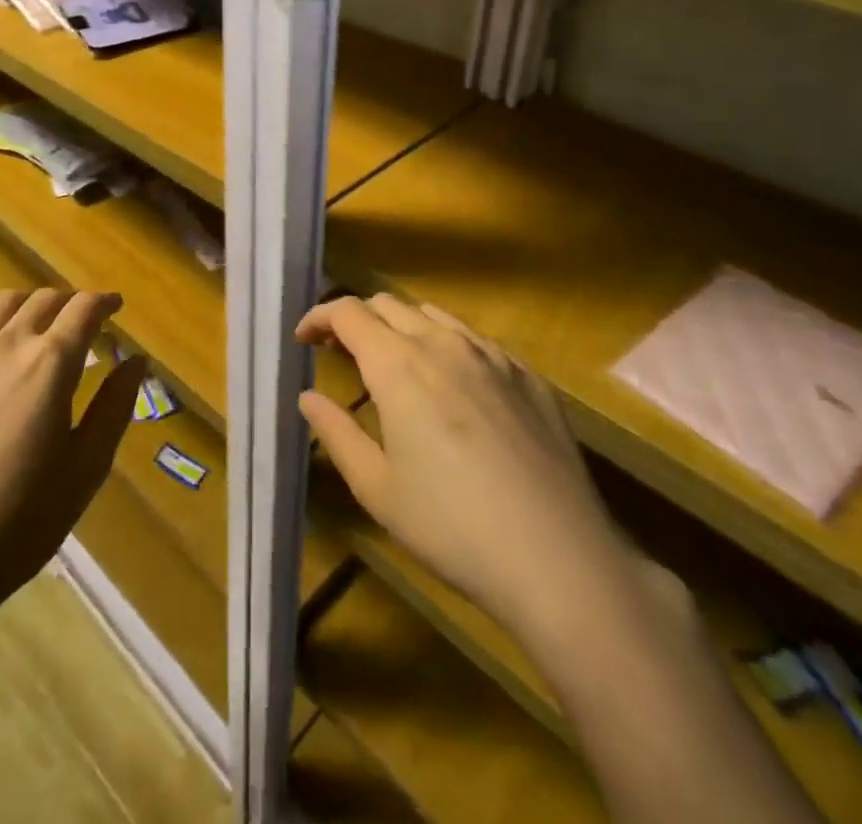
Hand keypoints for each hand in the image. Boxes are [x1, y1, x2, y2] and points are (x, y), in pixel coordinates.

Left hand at [0, 289, 145, 627]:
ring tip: (38, 325)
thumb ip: (116, 406)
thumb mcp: (87, 468)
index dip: (104, 302)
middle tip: (83, 321)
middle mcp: (7, 345)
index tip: (116, 306)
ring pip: (0, 305)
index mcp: (51, 363)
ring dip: (28, 305)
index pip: (84, 309)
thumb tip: (137, 360)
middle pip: (43, 299)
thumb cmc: (21, 520)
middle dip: (70, 302)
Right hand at [297, 294, 644, 636]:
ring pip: (435, 315)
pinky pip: (477, 340)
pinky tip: (456, 386)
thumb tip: (308, 398)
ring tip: (397, 364)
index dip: (319, 317)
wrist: (558, 557)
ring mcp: (492, 355)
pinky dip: (449, 346)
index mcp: (398, 364)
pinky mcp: (529, 375)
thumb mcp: (377, 488)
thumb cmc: (452, 526)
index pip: (348, 312)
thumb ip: (336, 432)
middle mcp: (443, 343)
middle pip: (388, 304)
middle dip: (357, 319)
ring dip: (403, 327)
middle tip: (343, 352)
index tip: (303, 339)